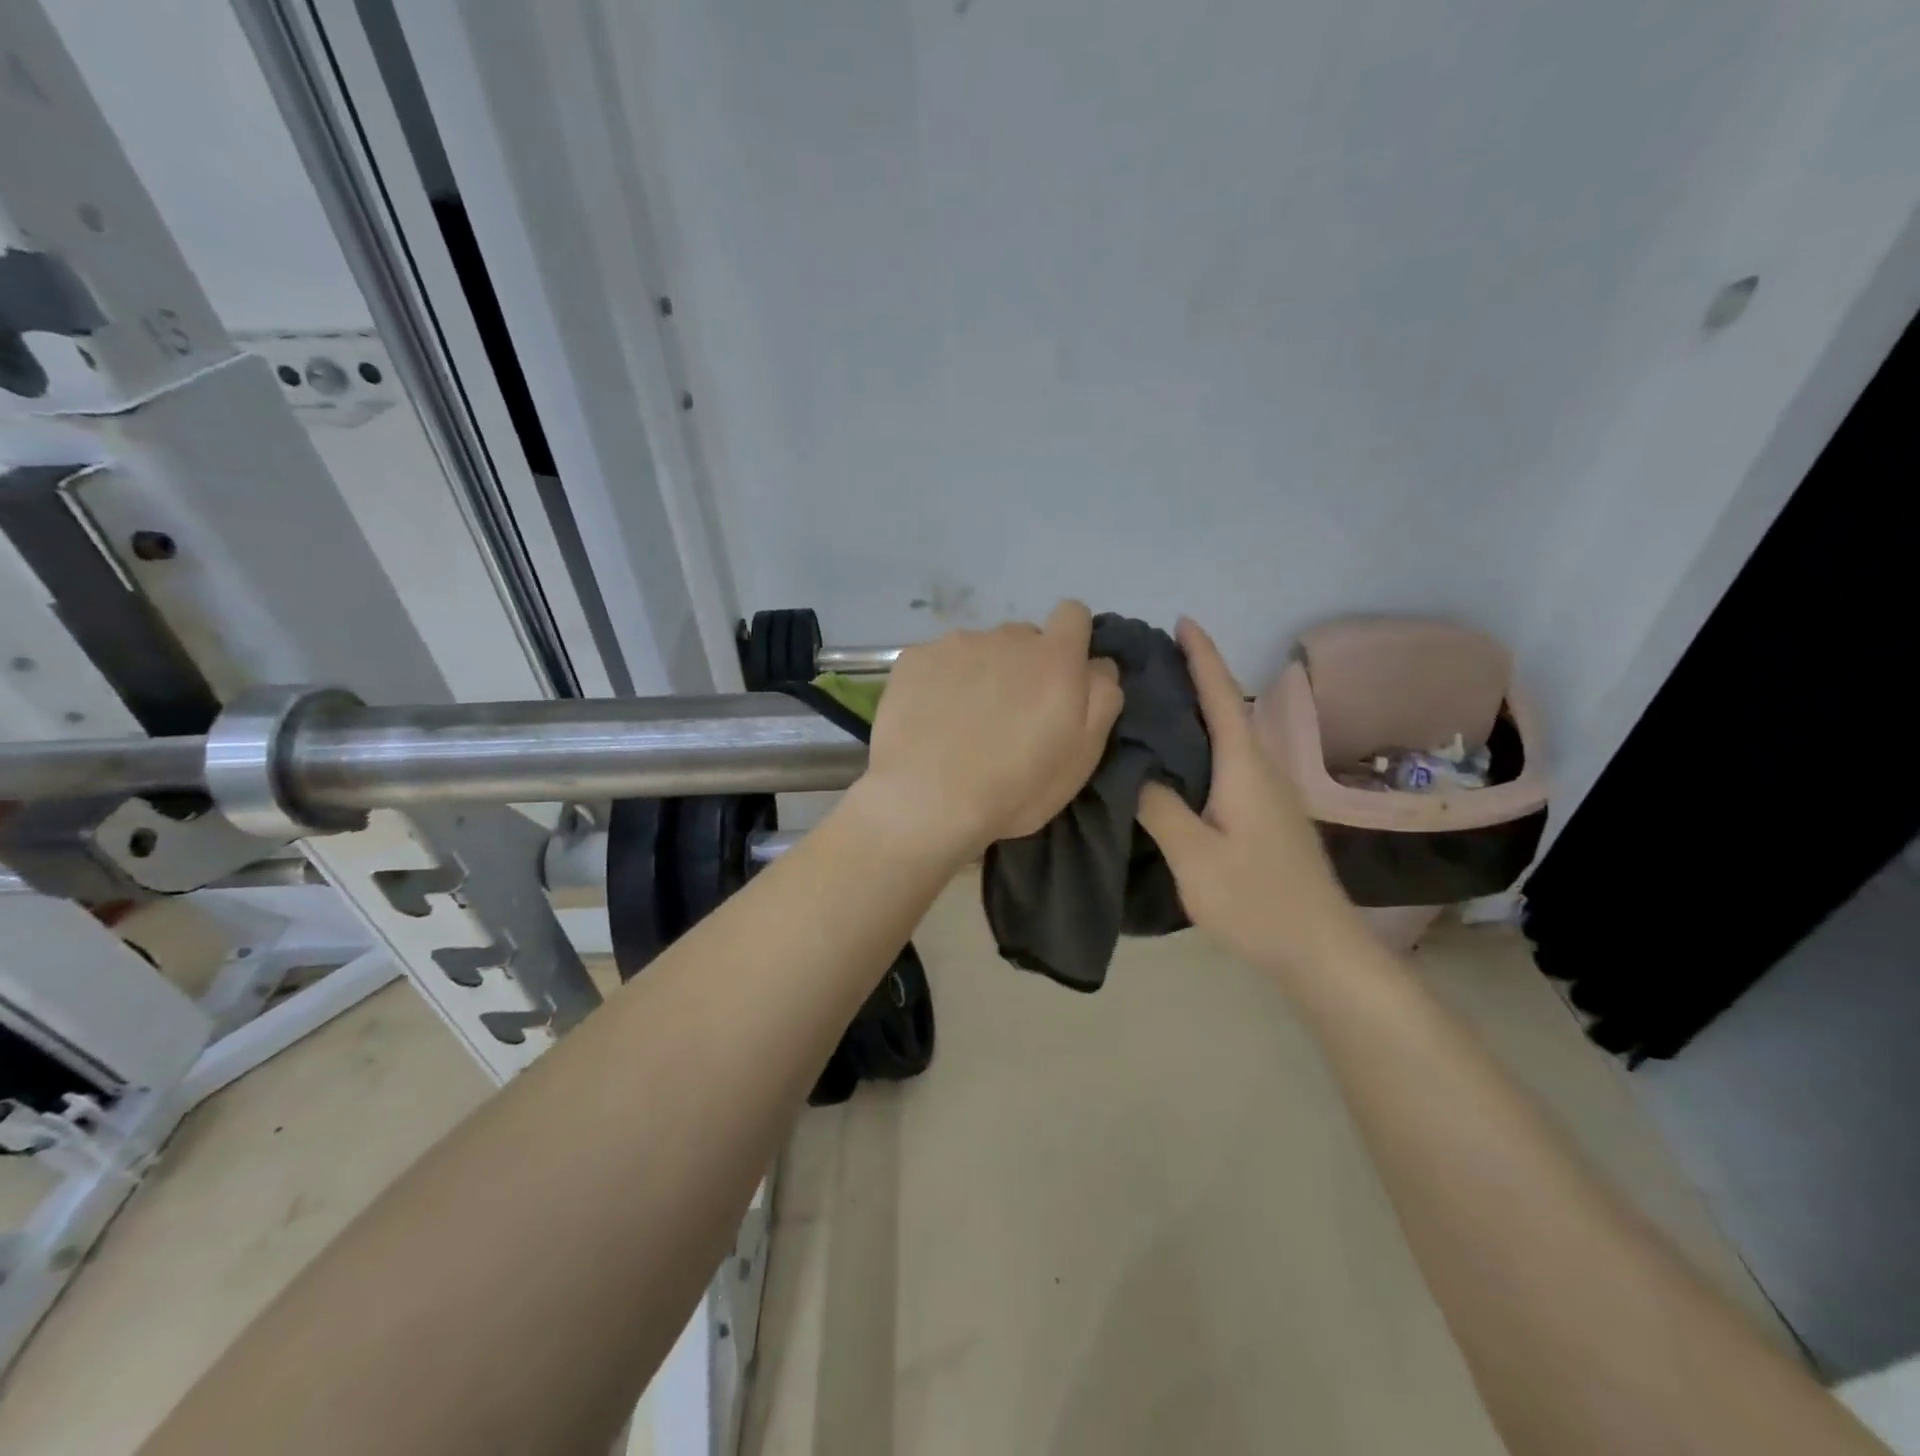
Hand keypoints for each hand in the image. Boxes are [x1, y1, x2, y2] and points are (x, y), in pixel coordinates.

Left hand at [852, 601, 1124, 859]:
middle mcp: (1006, 637)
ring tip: (963, 722)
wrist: (926, 801)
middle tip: (1009, 716)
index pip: (1073, 614)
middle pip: (1023, 638)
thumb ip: (1102, 696)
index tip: (1060, 679)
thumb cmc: (1015, 786)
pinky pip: (938, 661)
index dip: (1070, 642)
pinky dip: (939, 682)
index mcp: (1054, 657)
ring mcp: (955, 644)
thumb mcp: (1083, 754)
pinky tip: (930, 719)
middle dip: (1022, 667)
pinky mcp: (914, 658)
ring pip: (979, 649)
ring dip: (980, 674)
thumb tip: (1097, 664)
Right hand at [1138, 619, 1366, 974]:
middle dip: (1193, 676)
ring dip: (1196, 710)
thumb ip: (1159, 807)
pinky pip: (1227, 760)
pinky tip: (1174, 759)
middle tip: (1145, 661)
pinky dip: (1199, 743)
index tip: (1181, 620)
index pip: (1220, 696)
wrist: (1318, 948)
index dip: (1202, 656)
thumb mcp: (1195, 855)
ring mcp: (1266, 792)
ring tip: (1151, 702)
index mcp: (1244, 766)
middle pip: (1224, 708)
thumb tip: (1133, 768)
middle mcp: (1260, 767)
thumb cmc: (1257, 899)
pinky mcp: (1263, 813)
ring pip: (1226, 735)